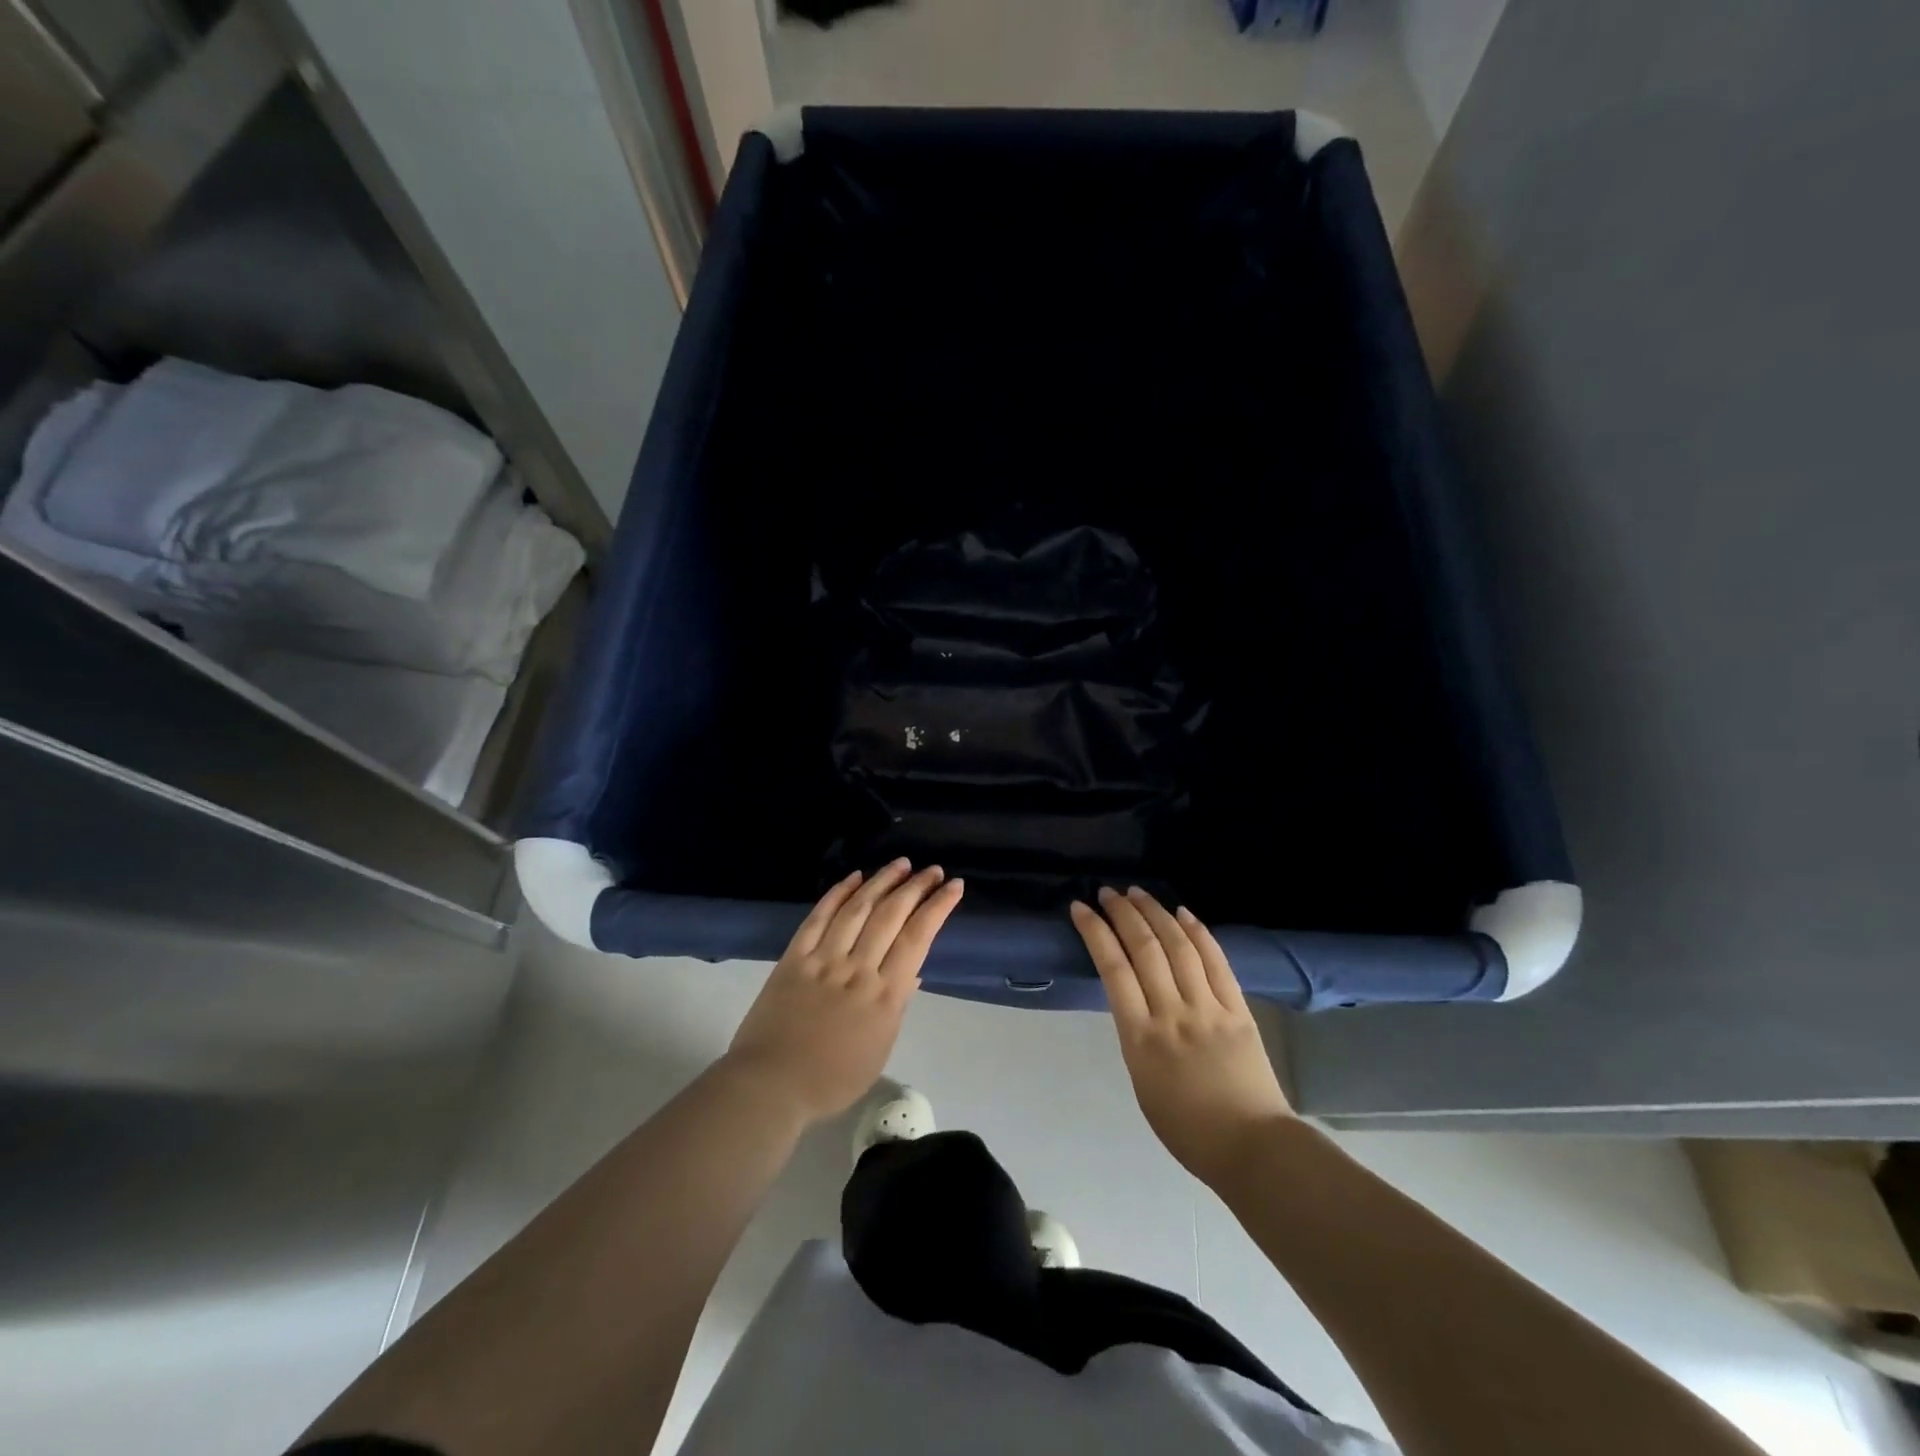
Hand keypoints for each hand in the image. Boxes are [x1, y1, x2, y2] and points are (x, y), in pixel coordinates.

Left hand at [726, 860, 962, 1125]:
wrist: (771, 1085)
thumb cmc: (832, 1079)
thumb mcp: (879, 1049)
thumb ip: (896, 1006)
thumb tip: (912, 971)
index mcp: (885, 995)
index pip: (918, 938)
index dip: (937, 907)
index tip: (953, 886)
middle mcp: (858, 969)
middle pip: (891, 916)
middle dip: (915, 888)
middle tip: (932, 869)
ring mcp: (824, 959)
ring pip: (858, 909)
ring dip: (882, 881)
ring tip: (901, 864)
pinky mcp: (795, 957)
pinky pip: (819, 917)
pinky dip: (838, 894)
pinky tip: (854, 877)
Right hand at [1071, 886, 1291, 1187]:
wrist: (1251, 1148)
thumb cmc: (1187, 1128)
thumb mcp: (1142, 1082)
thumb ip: (1136, 1036)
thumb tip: (1135, 1000)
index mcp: (1141, 1038)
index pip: (1113, 969)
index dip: (1096, 932)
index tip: (1082, 909)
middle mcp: (1172, 1014)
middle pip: (1145, 949)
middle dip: (1123, 914)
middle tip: (1108, 892)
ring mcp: (1208, 1008)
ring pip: (1179, 947)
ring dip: (1157, 913)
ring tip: (1139, 893)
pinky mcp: (1238, 1009)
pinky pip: (1216, 962)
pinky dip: (1199, 933)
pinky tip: (1184, 914)